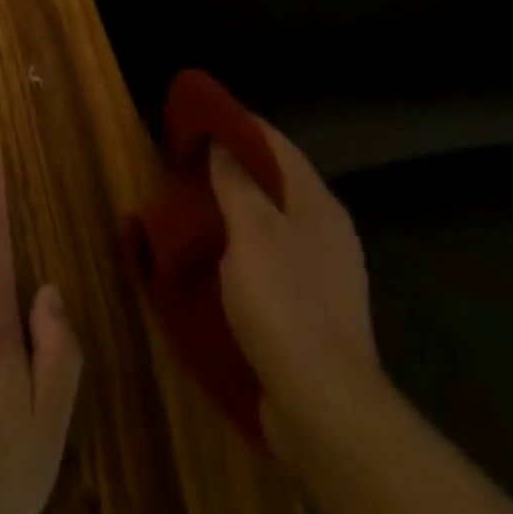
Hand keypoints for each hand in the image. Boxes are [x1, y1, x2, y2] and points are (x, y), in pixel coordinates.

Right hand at [210, 121, 381, 453]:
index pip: (278, 146)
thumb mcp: (251, 232)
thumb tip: (221, 142)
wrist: (321, 401)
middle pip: (276, 181)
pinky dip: (238, 240)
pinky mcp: (306, 304)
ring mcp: (319, 271)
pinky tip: (210, 248)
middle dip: (234, 162)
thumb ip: (235, 183)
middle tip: (187, 154)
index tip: (199, 112)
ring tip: (190, 196)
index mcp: (317, 206)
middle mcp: (325, 231)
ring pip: (270, 218)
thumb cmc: (283, 302)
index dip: (240, 124)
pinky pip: (266, 253)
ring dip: (233, 203)